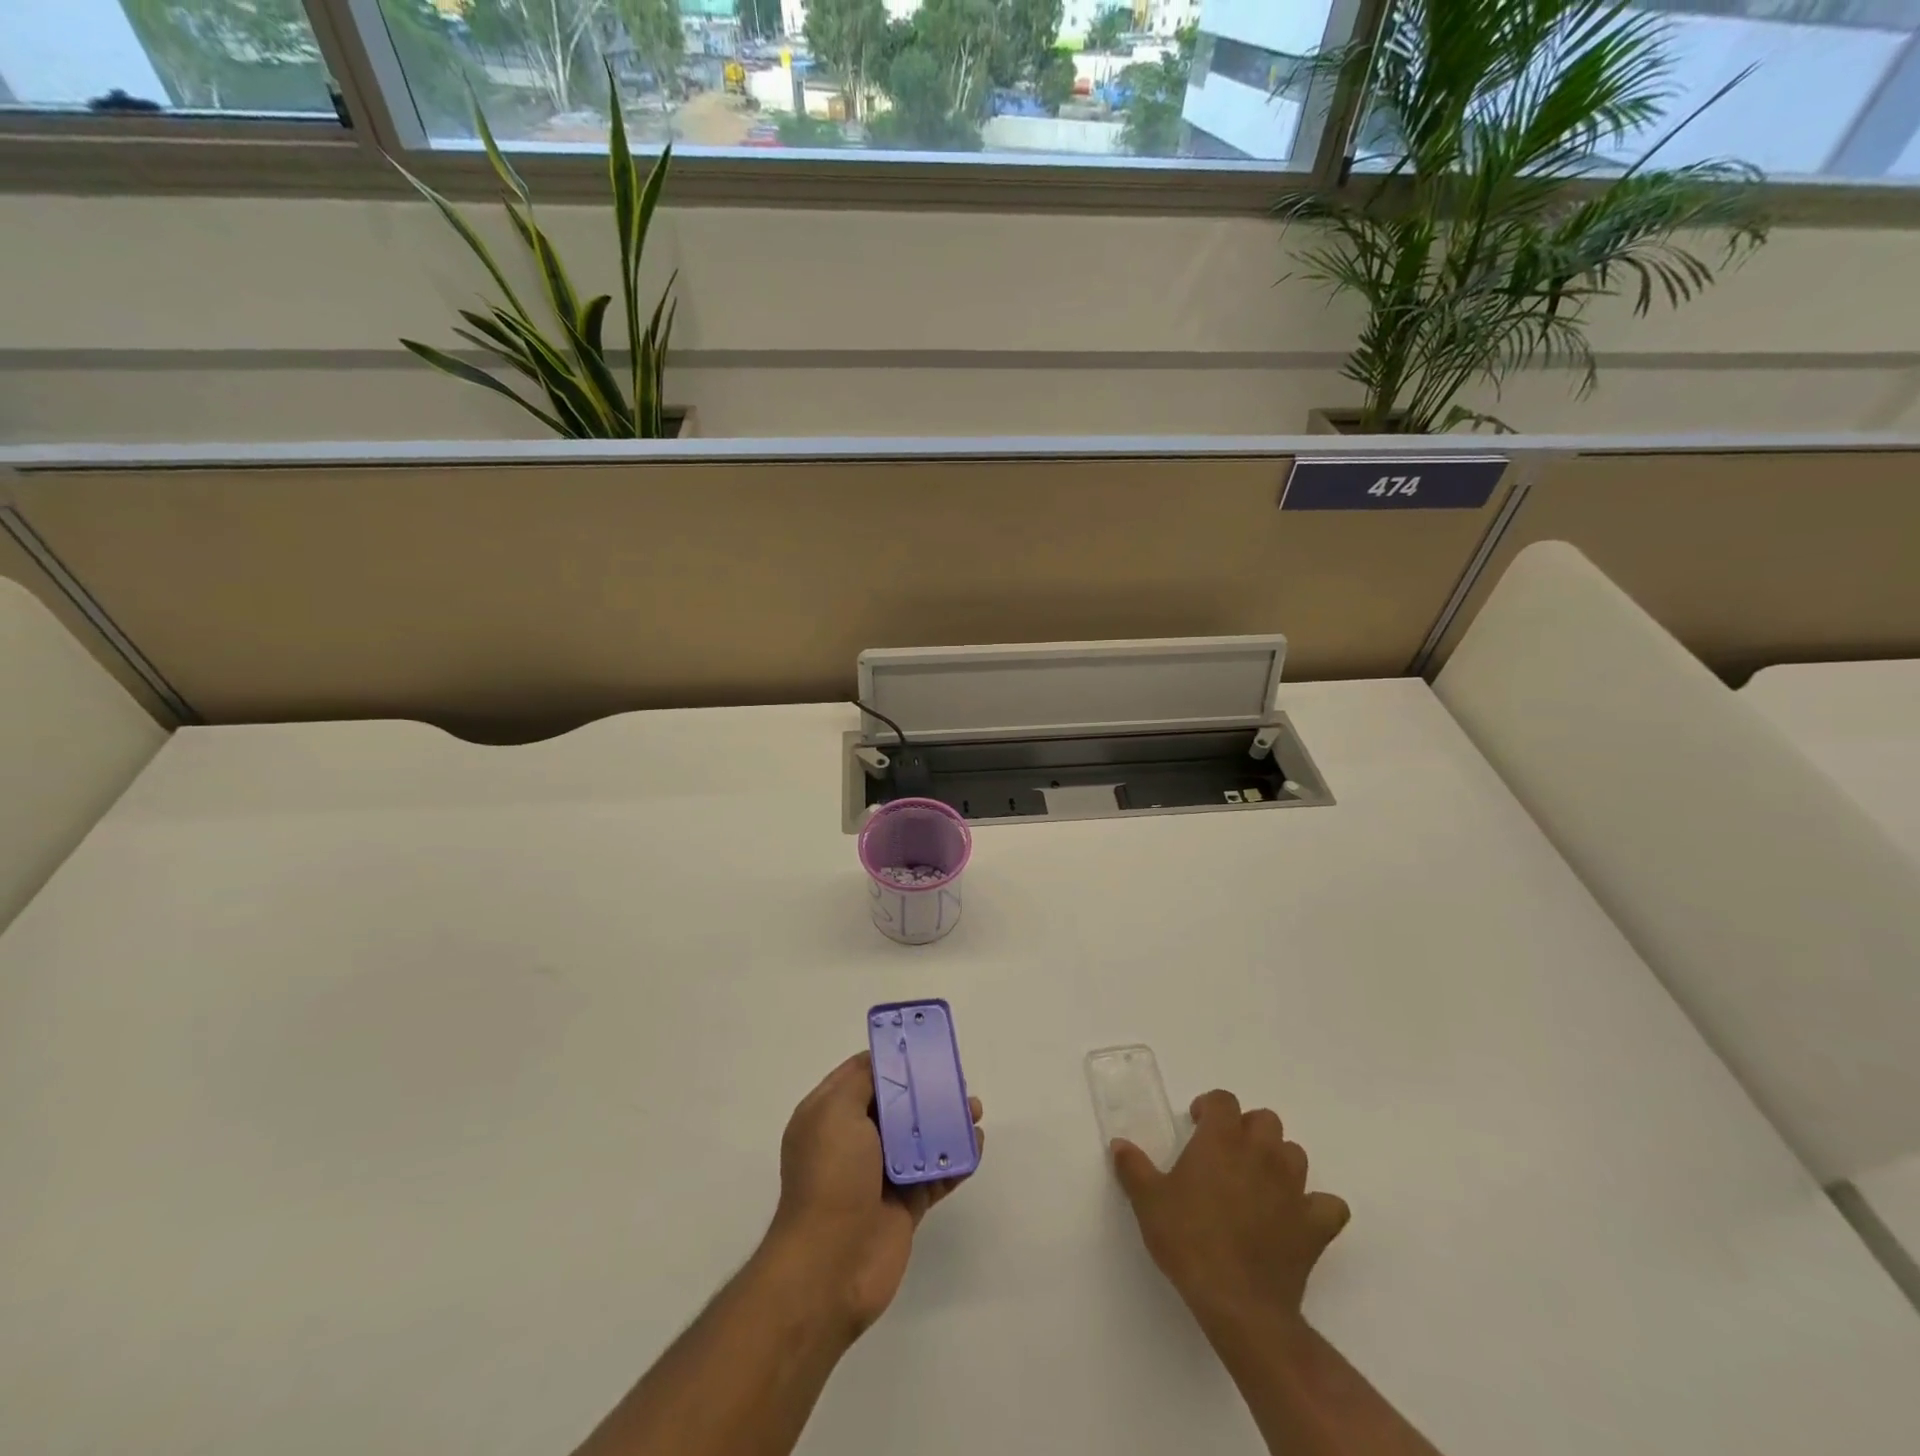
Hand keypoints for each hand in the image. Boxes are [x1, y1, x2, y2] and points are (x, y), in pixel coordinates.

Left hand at [766, 1052, 983, 1337]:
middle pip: (897, 1104)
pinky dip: (957, 1158)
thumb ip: (862, 1080)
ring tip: (975, 1110)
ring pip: (920, 1137)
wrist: (829, 1267)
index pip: (863, 1075)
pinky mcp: (906, 1205)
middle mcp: (854, 1142)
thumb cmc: (830, 1177)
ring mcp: (881, 1175)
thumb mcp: (835, 1111)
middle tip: (957, 1079)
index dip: (892, 1059)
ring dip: (947, 1121)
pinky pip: (937, 1174)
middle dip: (927, 1088)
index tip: (924, 1046)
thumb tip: (884, 1063)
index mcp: (830, 1116)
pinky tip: (976, 1144)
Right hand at [1112, 1089, 1348, 1332]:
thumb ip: (1133, 1167)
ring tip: (1258, 1182)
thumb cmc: (1189, 1241)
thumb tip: (1119, 1144)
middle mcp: (1261, 1153)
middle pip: (1265, 1120)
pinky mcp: (1315, 1226)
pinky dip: (1317, 1207)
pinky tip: (1298, 1218)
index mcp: (1221, 1140)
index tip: (1196, 1125)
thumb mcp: (1148, 1202)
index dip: (1210, 1107)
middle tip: (1226, 1153)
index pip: (1223, 1100)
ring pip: (1295, 1154)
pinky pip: (1329, 1205)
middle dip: (1247, 1129)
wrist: (1238, 1303)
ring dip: (1278, 1160)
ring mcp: (1293, 1188)